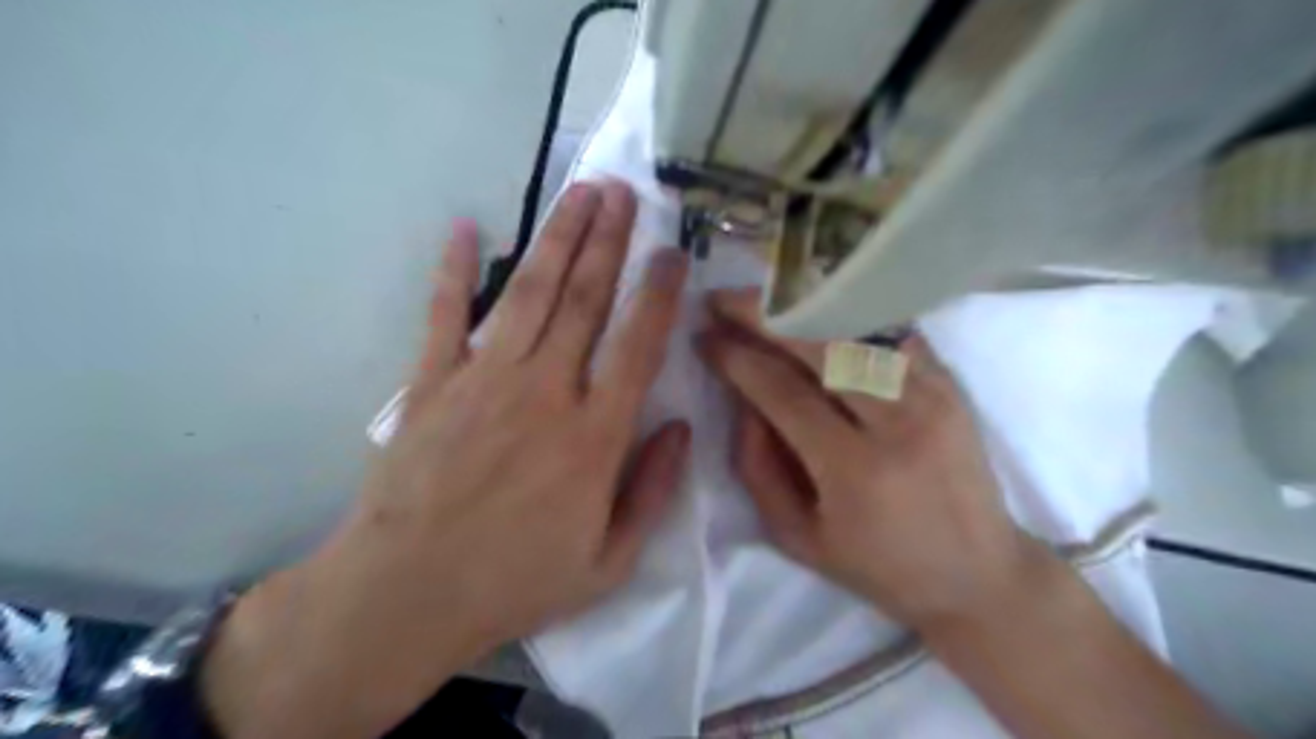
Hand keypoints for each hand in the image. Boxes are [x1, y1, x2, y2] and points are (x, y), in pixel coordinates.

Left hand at [203, 183, 691, 737]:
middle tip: (624, 191)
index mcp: (593, 437)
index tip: (672, 253)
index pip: (637, 346)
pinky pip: (444, 314)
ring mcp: (483, 380)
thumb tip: (679, 429)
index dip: (658, 294)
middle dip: (608, 240)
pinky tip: (461, 226)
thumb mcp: (609, 562)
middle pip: (584, 300)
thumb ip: (652, 491)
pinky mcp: (432, 384)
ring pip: (529, 293)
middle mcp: (545, 392)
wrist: (406, 596)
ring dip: (558, 238)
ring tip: (580, 193)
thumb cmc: (515, 583)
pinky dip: (451, 269)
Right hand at [699, 287, 1048, 628]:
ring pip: (856, 328)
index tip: (704, 339)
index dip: (736, 358)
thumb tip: (741, 400)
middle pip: (820, 344)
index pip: (782, 391)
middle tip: (722, 300)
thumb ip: (757, 467)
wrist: (978, 573)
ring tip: (762, 298)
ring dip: (802, 306)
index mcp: (855, 469)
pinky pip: (891, 332)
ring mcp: (933, 395)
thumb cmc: (878, 566)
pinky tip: (816, 307)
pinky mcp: (951, 384)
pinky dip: (847, 315)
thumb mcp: (797, 536)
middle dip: (762, 315)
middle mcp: (898, 421)